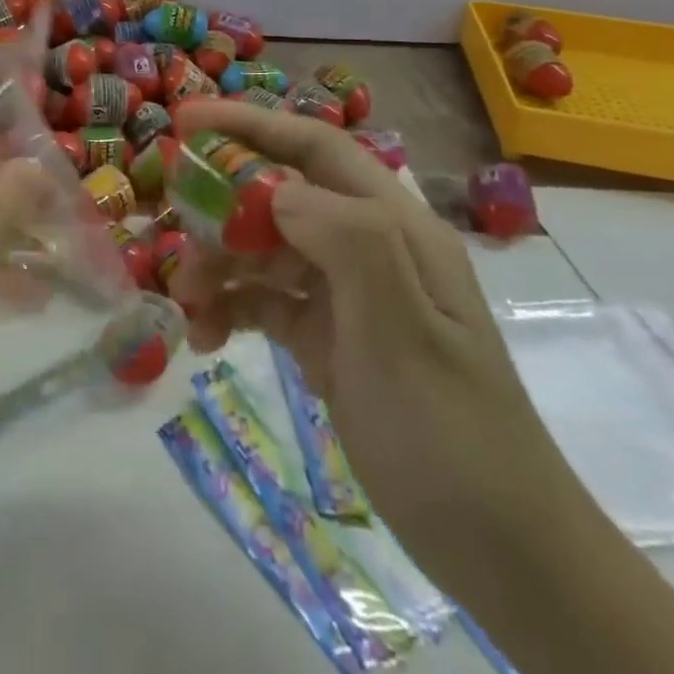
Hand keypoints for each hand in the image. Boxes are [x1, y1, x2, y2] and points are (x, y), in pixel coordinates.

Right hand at [169, 101, 580, 590]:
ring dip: (218, 263)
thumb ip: (348, 244)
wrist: (501, 552)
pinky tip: (205, 337)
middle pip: (278, 195)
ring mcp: (347, 294)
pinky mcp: (327, 336)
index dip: (250, 124)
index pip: (315, 148)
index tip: (184, 121)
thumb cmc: (451, 436)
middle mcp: (369, 248)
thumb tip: (275, 190)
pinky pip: (264, 299)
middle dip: (220, 204)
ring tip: (187, 304)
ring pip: (263, 247)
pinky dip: (230, 307)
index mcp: (394, 228)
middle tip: (172, 229)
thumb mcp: (403, 336)